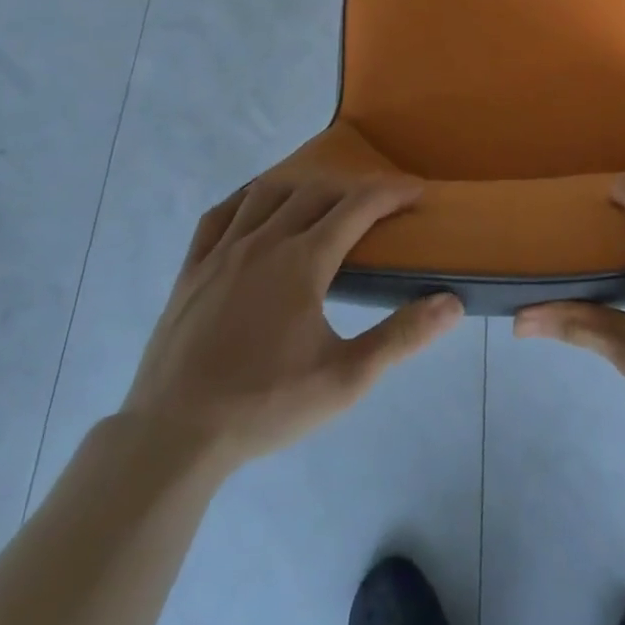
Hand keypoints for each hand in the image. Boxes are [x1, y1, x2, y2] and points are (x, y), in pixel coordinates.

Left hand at [119, 174, 463, 471]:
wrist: (172, 438)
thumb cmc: (264, 406)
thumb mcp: (345, 380)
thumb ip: (401, 337)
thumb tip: (452, 303)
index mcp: (303, 261)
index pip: (359, 206)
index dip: (392, 191)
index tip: (417, 190)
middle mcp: (265, 241)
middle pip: (318, 192)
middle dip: (355, 189)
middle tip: (379, 203)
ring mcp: (222, 251)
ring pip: (269, 193)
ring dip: (305, 186)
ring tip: (324, 199)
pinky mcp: (190, 270)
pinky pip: (220, 214)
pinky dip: (246, 198)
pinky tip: (256, 207)